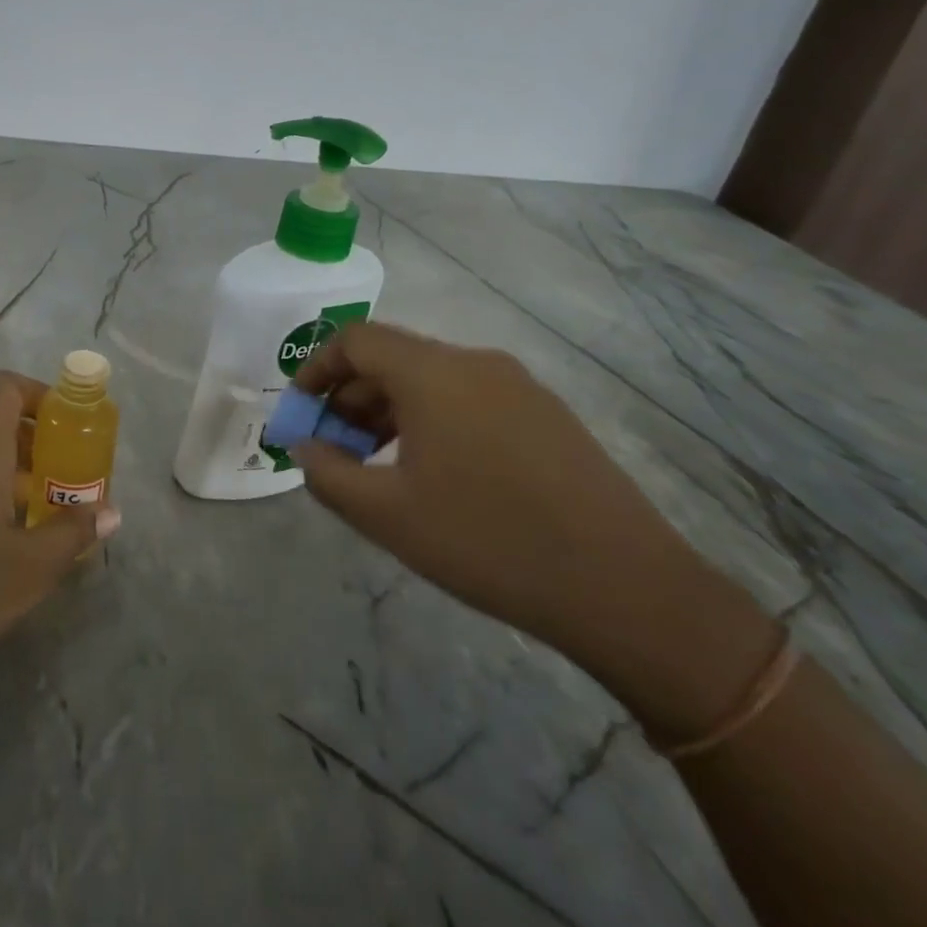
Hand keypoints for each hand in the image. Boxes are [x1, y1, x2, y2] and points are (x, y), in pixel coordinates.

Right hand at [293, 323, 718, 664]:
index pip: (356, 339)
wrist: (625, 587)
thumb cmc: (487, 541)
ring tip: (375, 465)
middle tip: (333, 449)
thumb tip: (306, 446)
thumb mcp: (386, 515)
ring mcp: (519, 386)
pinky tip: (434, 474)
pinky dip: (431, 421)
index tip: (300, 412)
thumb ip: (327, 473)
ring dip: (389, 412)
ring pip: (432, 380)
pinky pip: (469, 399)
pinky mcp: (547, 415)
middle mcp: (475, 363)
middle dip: (350, 398)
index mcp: (433, 373)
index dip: (316, 368)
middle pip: (393, 359)